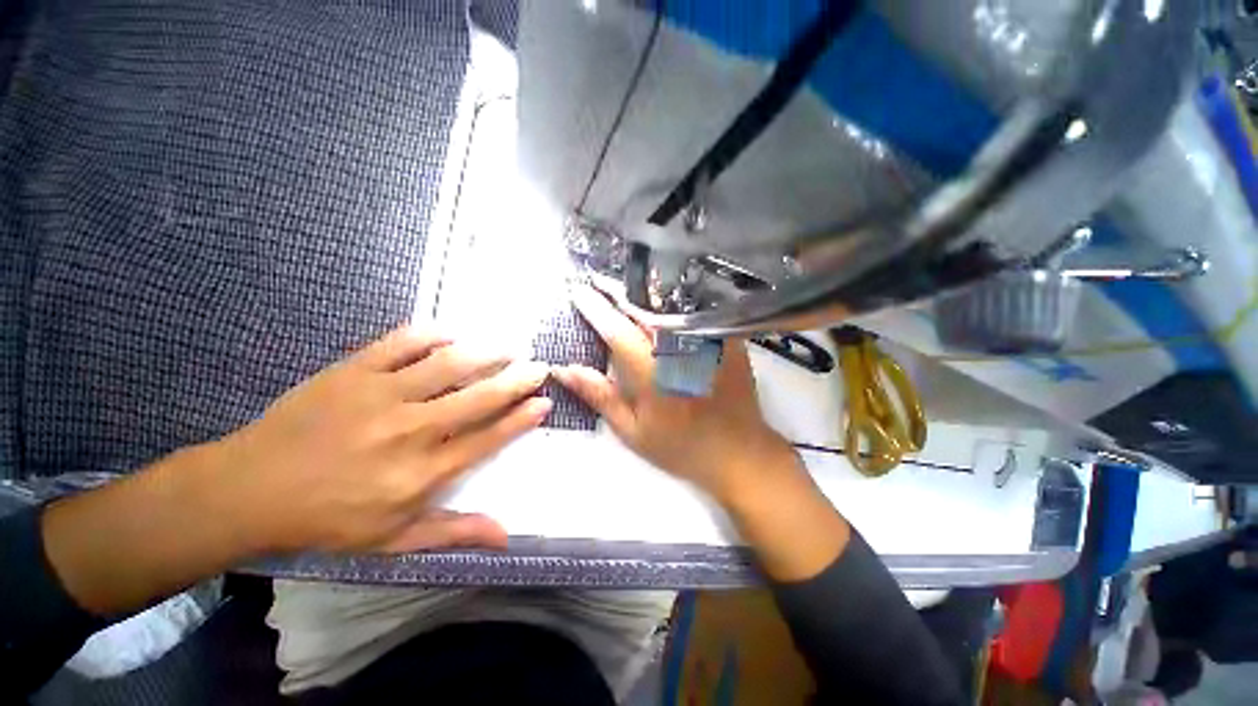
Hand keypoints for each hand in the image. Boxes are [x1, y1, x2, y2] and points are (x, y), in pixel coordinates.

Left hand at [213, 326, 551, 553]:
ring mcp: (380, 396)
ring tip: (507, 347)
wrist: (250, 489)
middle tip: (539, 367)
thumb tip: (506, 536)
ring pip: (449, 364)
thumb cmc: (328, 518)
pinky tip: (453, 333)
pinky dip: (433, 334)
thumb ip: (453, 531)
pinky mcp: (353, 371)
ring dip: (486, 353)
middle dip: (517, 380)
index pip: (487, 439)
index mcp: (421, 473)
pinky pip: (403, 342)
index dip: (520, 419)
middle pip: (479, 398)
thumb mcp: (393, 539)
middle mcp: (410, 431)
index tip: (543, 403)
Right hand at [554, 285, 849, 581]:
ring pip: (668, 304)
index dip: (594, 308)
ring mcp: (705, 339)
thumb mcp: (632, 430)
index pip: (616, 329)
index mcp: (651, 371)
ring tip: (623, 285)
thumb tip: (564, 369)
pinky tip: (661, 296)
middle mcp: (678, 347)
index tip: (577, 291)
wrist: (739, 452)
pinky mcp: (724, 338)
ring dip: (642, 292)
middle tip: (596, 282)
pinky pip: (695, 310)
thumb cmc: (681, 446)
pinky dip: (673, 300)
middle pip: (642, 308)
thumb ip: (599, 395)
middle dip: (615, 291)